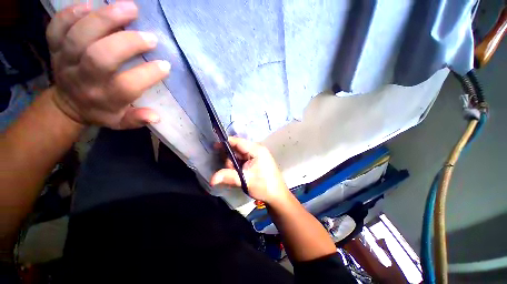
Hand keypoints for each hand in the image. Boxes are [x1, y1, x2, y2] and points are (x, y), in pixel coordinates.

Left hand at [46, 2, 169, 128]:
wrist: (67, 104)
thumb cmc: (101, 111)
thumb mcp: (120, 122)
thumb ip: (137, 119)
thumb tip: (155, 117)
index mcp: (104, 98)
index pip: (127, 86)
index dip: (148, 74)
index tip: (165, 65)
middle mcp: (83, 80)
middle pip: (100, 56)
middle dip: (127, 42)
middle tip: (150, 36)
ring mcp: (65, 61)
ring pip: (79, 36)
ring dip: (104, 18)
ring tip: (130, 8)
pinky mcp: (54, 47)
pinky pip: (57, 27)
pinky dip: (71, 13)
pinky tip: (91, 5)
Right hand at [211, 137, 290, 204]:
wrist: (277, 196)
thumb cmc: (264, 186)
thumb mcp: (245, 180)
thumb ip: (228, 177)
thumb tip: (211, 179)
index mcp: (256, 150)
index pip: (238, 141)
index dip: (226, 142)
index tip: (214, 147)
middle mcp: (257, 149)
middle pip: (238, 149)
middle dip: (230, 158)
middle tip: (229, 170)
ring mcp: (257, 155)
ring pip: (239, 155)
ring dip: (234, 164)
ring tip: (236, 175)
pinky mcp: (256, 161)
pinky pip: (243, 160)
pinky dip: (238, 166)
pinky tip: (238, 174)